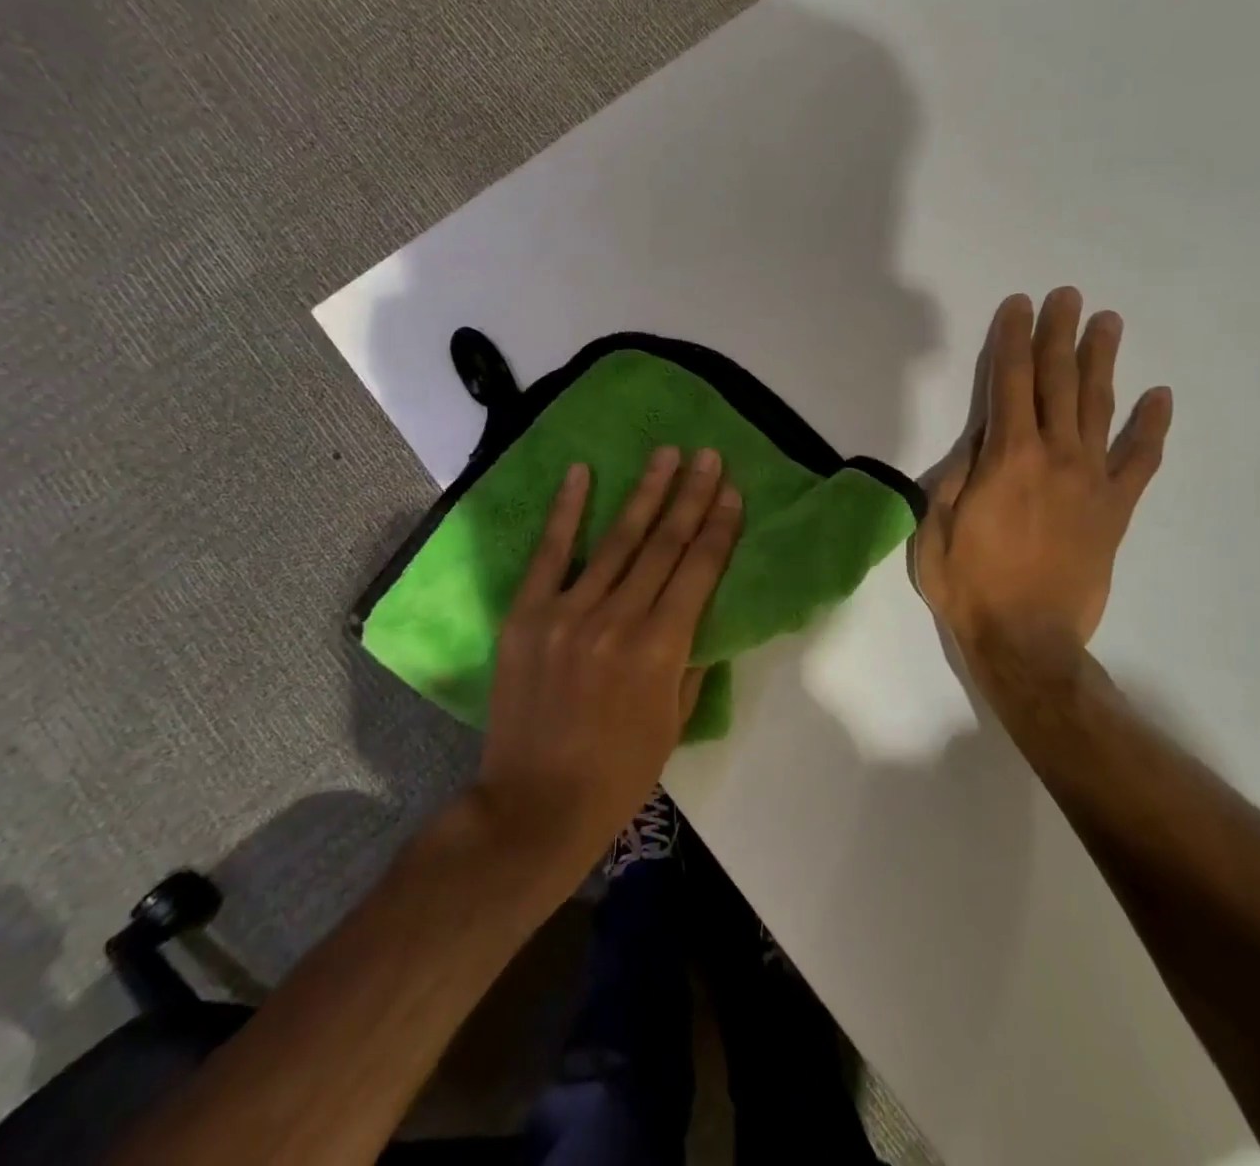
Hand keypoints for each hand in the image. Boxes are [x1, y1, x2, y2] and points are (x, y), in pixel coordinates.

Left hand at [474, 447, 742, 873]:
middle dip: (691, 496)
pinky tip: (580, 473)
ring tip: (666, 454)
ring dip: (645, 492)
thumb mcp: (674, 723)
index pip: (698, 571)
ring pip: (616, 540)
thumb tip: (700, 612)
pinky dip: (565, 511)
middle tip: (708, 455)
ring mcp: (568, 613)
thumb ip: (691, 661)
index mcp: (661, 650)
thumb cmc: (618, 773)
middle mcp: (618, 620)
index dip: (719, 527)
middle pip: (663, 544)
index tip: (732, 490)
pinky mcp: (527, 615)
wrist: (534, 805)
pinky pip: (550, 554)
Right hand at [914, 288, 1170, 693]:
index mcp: (1006, 457)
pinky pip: (1139, 460)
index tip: (1019, 306)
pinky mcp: (1115, 509)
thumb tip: (980, 437)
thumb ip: (958, 475)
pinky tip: (1159, 397)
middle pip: (1057, 382)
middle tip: (1067, 296)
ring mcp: (1091, 480)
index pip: (1009, 382)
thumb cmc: (969, 585)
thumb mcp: (936, 526)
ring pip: (1098, 408)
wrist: (1027, 642)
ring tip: (1107, 324)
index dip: (1012, 340)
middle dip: (1058, 335)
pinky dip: (1150, 427)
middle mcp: (1053, 456)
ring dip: (1101, 362)